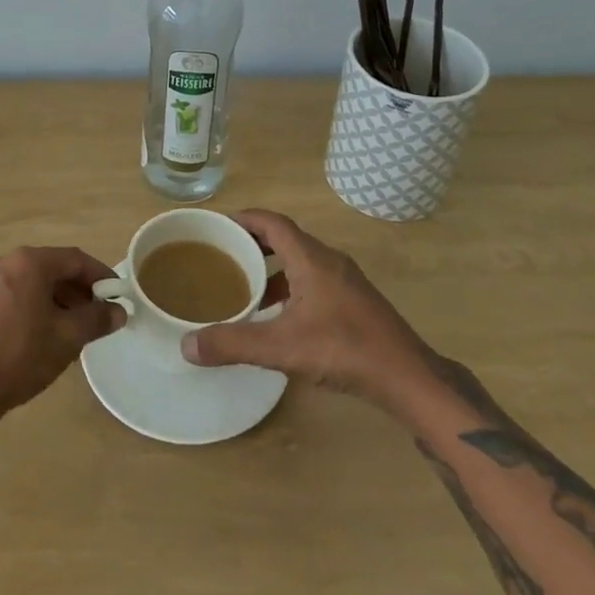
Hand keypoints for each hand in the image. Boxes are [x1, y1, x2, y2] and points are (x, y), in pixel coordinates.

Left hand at [0, 246, 125, 432]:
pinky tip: (43, 338)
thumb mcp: (66, 339)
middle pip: (53, 269)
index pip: (75, 259)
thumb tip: (119, 311)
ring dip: (57, 302)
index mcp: (29, 262)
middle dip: (78, 292)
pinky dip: (35, 309)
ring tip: (73, 333)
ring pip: (33, 284)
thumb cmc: (17, 358)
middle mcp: (5, 262)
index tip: (118, 297)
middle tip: (97, 318)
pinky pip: (15, 296)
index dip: (101, 277)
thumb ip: (96, 320)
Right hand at [181, 209, 429, 404]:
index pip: (273, 222)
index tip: (219, 225)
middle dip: (254, 243)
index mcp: (311, 258)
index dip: (245, 218)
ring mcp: (346, 280)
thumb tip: (187, 346)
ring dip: (273, 268)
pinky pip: (314, 279)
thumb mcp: (282, 347)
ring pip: (301, 261)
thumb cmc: (344, 349)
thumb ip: (234, 344)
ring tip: (246, 287)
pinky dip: (291, 286)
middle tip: (224, 256)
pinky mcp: (355, 301)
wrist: (407, 377)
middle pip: (286, 238)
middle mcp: (329, 260)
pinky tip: (280, 316)